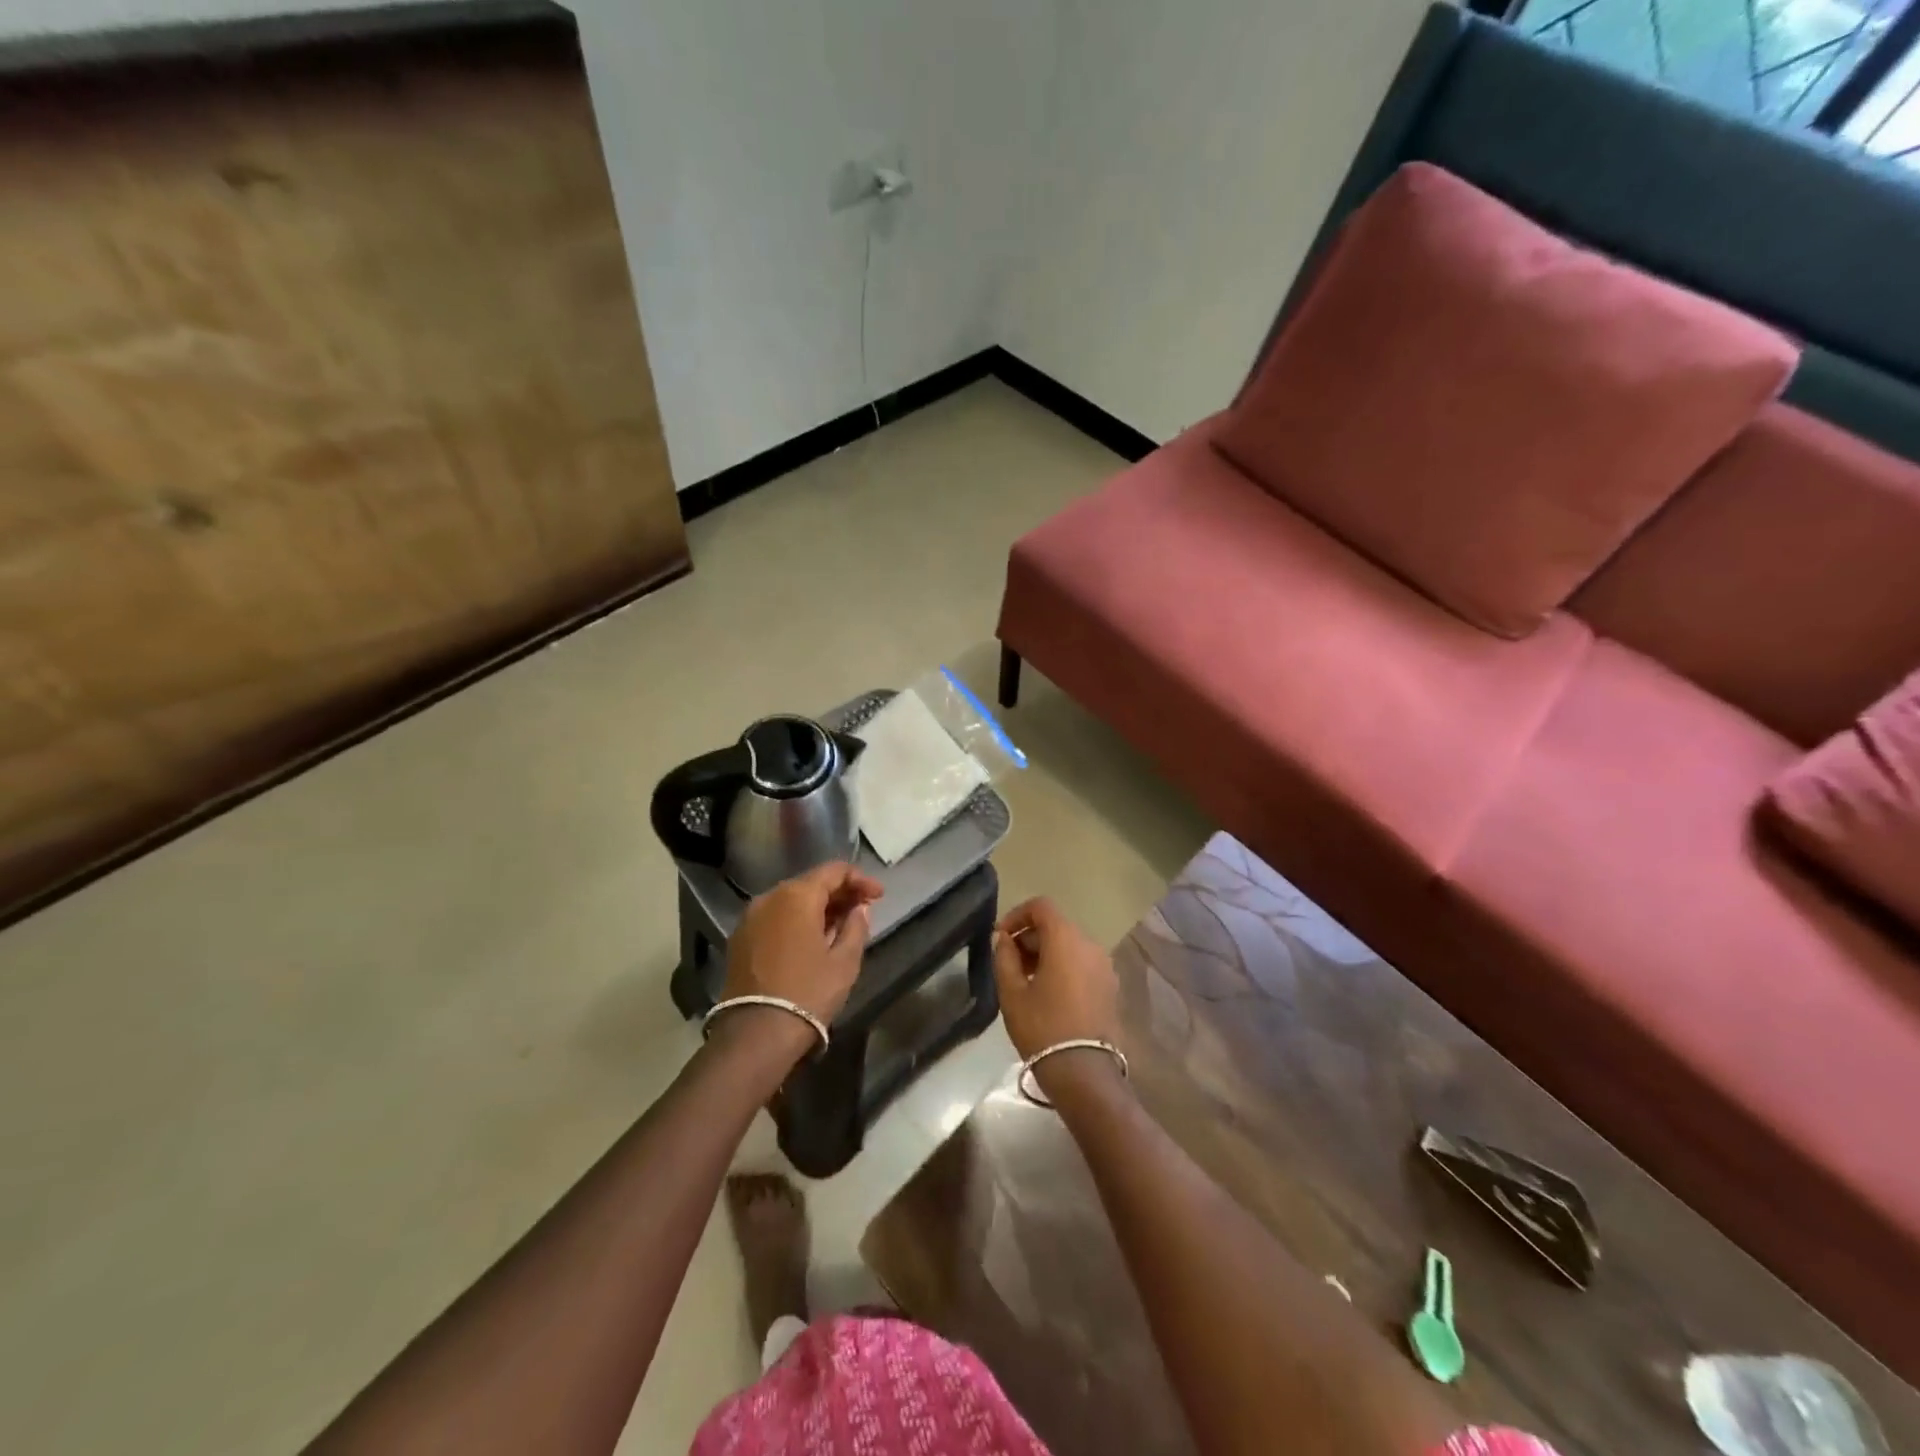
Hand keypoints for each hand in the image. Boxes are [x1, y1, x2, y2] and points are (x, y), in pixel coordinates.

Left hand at [721, 862, 882, 1026]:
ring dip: (817, 907)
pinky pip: (775, 918)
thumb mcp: (845, 961)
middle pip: (810, 883)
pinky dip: (796, 921)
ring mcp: (750, 918)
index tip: (879, 896)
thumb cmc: (808, 992)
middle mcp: (769, 897)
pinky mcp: (740, 939)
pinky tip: (812, 939)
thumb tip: (860, 908)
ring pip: (790, 900)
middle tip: (863, 909)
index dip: (860, 879)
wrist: (756, 1034)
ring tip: (840, 926)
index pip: (834, 871)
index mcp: (797, 896)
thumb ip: (856, 926)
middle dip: (839, 893)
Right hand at [992, 897, 1120, 1065]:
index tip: (1000, 937)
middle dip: (1029, 937)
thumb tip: (1003, 938)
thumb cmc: (1042, 1027)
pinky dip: (1064, 966)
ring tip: (1026, 980)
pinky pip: (1082, 963)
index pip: (1041, 906)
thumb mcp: (1012, 992)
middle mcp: (1090, 944)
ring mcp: (1104, 965)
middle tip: (1008, 962)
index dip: (1017, 915)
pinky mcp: (1110, 986)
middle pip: (1056, 925)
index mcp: (1065, 938)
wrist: (1084, 1072)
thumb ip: (1004, 957)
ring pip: (1070, 945)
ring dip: (1046, 952)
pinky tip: (1048, 993)